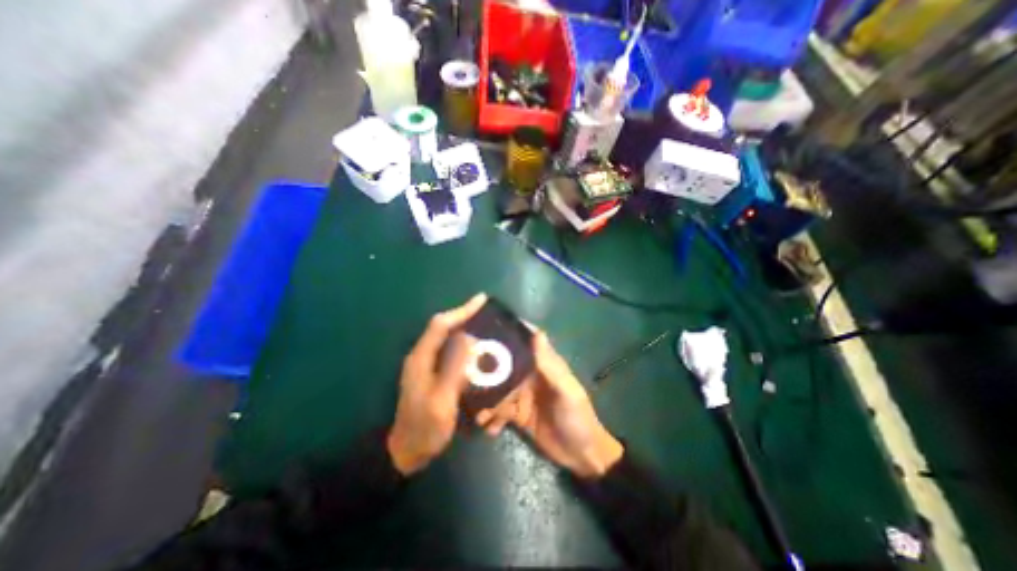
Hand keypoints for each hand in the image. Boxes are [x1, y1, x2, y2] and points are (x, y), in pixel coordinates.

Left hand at [389, 292, 485, 473]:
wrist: (406, 452)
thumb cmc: (425, 427)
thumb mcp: (442, 399)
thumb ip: (454, 367)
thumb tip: (469, 337)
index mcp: (421, 357)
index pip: (441, 324)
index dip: (461, 310)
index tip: (482, 300)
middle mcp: (422, 355)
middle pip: (443, 327)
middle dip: (465, 316)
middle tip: (488, 313)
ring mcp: (425, 365)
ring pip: (446, 337)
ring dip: (465, 328)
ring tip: (486, 327)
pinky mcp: (431, 373)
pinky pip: (449, 350)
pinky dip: (463, 344)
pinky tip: (477, 350)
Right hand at [475, 329, 620, 476]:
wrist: (580, 455)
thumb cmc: (576, 416)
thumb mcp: (566, 390)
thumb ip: (549, 365)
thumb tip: (537, 333)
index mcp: (543, 366)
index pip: (526, 343)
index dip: (510, 333)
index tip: (487, 328)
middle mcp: (530, 376)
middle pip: (505, 367)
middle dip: (488, 373)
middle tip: (468, 379)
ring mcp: (522, 396)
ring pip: (498, 391)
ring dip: (487, 401)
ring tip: (479, 415)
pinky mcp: (517, 415)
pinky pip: (499, 412)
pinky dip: (492, 419)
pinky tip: (489, 429)